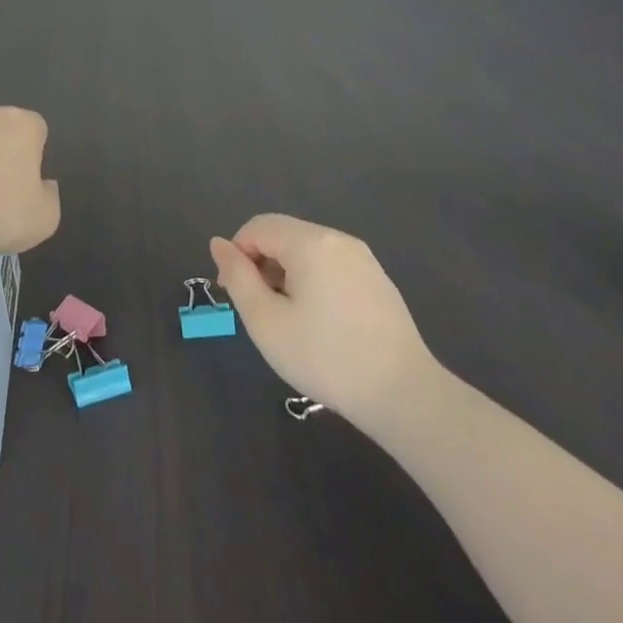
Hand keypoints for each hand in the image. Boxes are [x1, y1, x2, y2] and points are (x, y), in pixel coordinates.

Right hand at [210, 214, 437, 428]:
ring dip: (284, 273)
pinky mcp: (377, 280)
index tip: (231, 294)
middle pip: (283, 235)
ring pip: (307, 251)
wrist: (404, 395)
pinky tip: (317, 322)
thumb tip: (219, 243)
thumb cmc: (325, 358)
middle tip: (256, 309)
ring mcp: (363, 259)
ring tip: (285, 318)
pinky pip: (330, 265)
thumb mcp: (266, 321)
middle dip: (260, 263)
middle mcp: (338, 239)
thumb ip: (238, 277)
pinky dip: (311, 281)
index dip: (236, 253)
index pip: (258, 227)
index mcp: (310, 242)